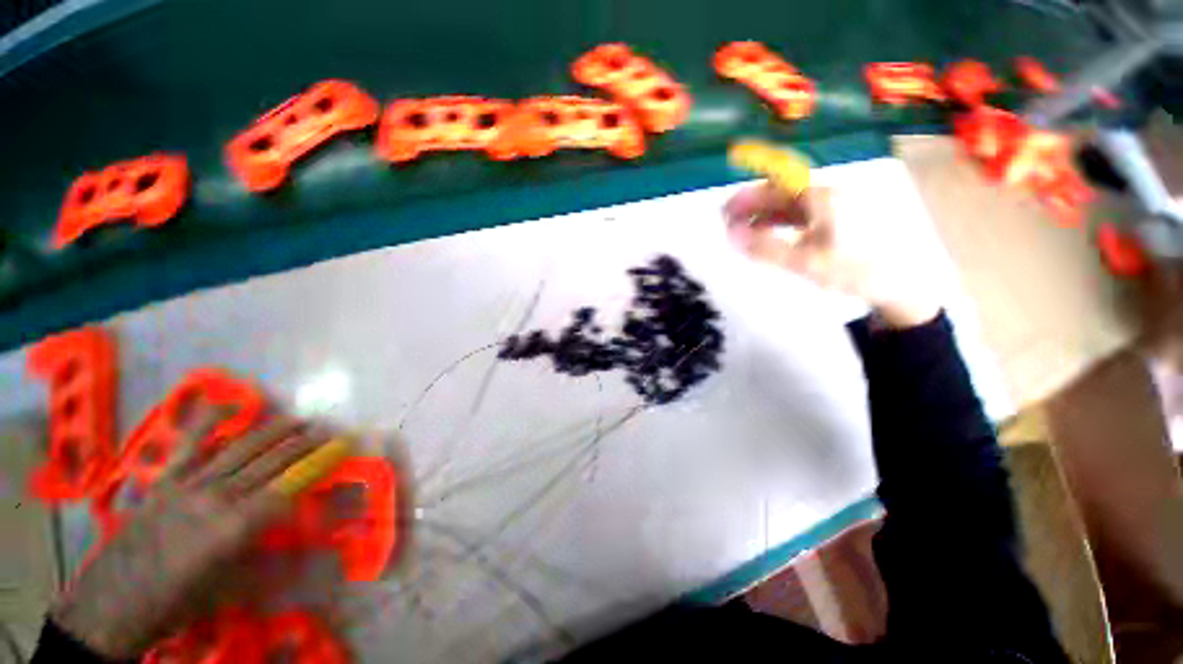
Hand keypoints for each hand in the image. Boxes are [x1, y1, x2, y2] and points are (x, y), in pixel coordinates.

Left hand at [50, 407, 332, 658]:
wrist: (112, 604)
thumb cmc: (178, 604)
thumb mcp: (230, 588)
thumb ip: (267, 552)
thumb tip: (304, 533)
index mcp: (235, 527)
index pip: (290, 488)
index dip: (319, 468)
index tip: (343, 453)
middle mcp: (216, 497)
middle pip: (271, 462)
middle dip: (305, 445)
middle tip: (331, 432)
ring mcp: (188, 484)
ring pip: (241, 449)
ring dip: (275, 432)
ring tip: (300, 420)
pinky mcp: (166, 481)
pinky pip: (190, 444)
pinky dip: (209, 421)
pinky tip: (227, 404)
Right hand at [724, 183, 940, 328]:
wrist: (893, 282)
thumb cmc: (852, 270)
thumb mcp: (805, 262)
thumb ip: (766, 249)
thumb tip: (731, 236)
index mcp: (822, 198)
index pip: (775, 186)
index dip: (747, 195)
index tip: (725, 211)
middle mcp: (824, 194)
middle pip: (778, 192)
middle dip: (750, 205)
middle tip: (726, 224)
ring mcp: (828, 205)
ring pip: (785, 204)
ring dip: (759, 214)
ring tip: (738, 231)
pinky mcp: (829, 217)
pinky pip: (794, 214)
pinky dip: (773, 222)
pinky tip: (762, 234)